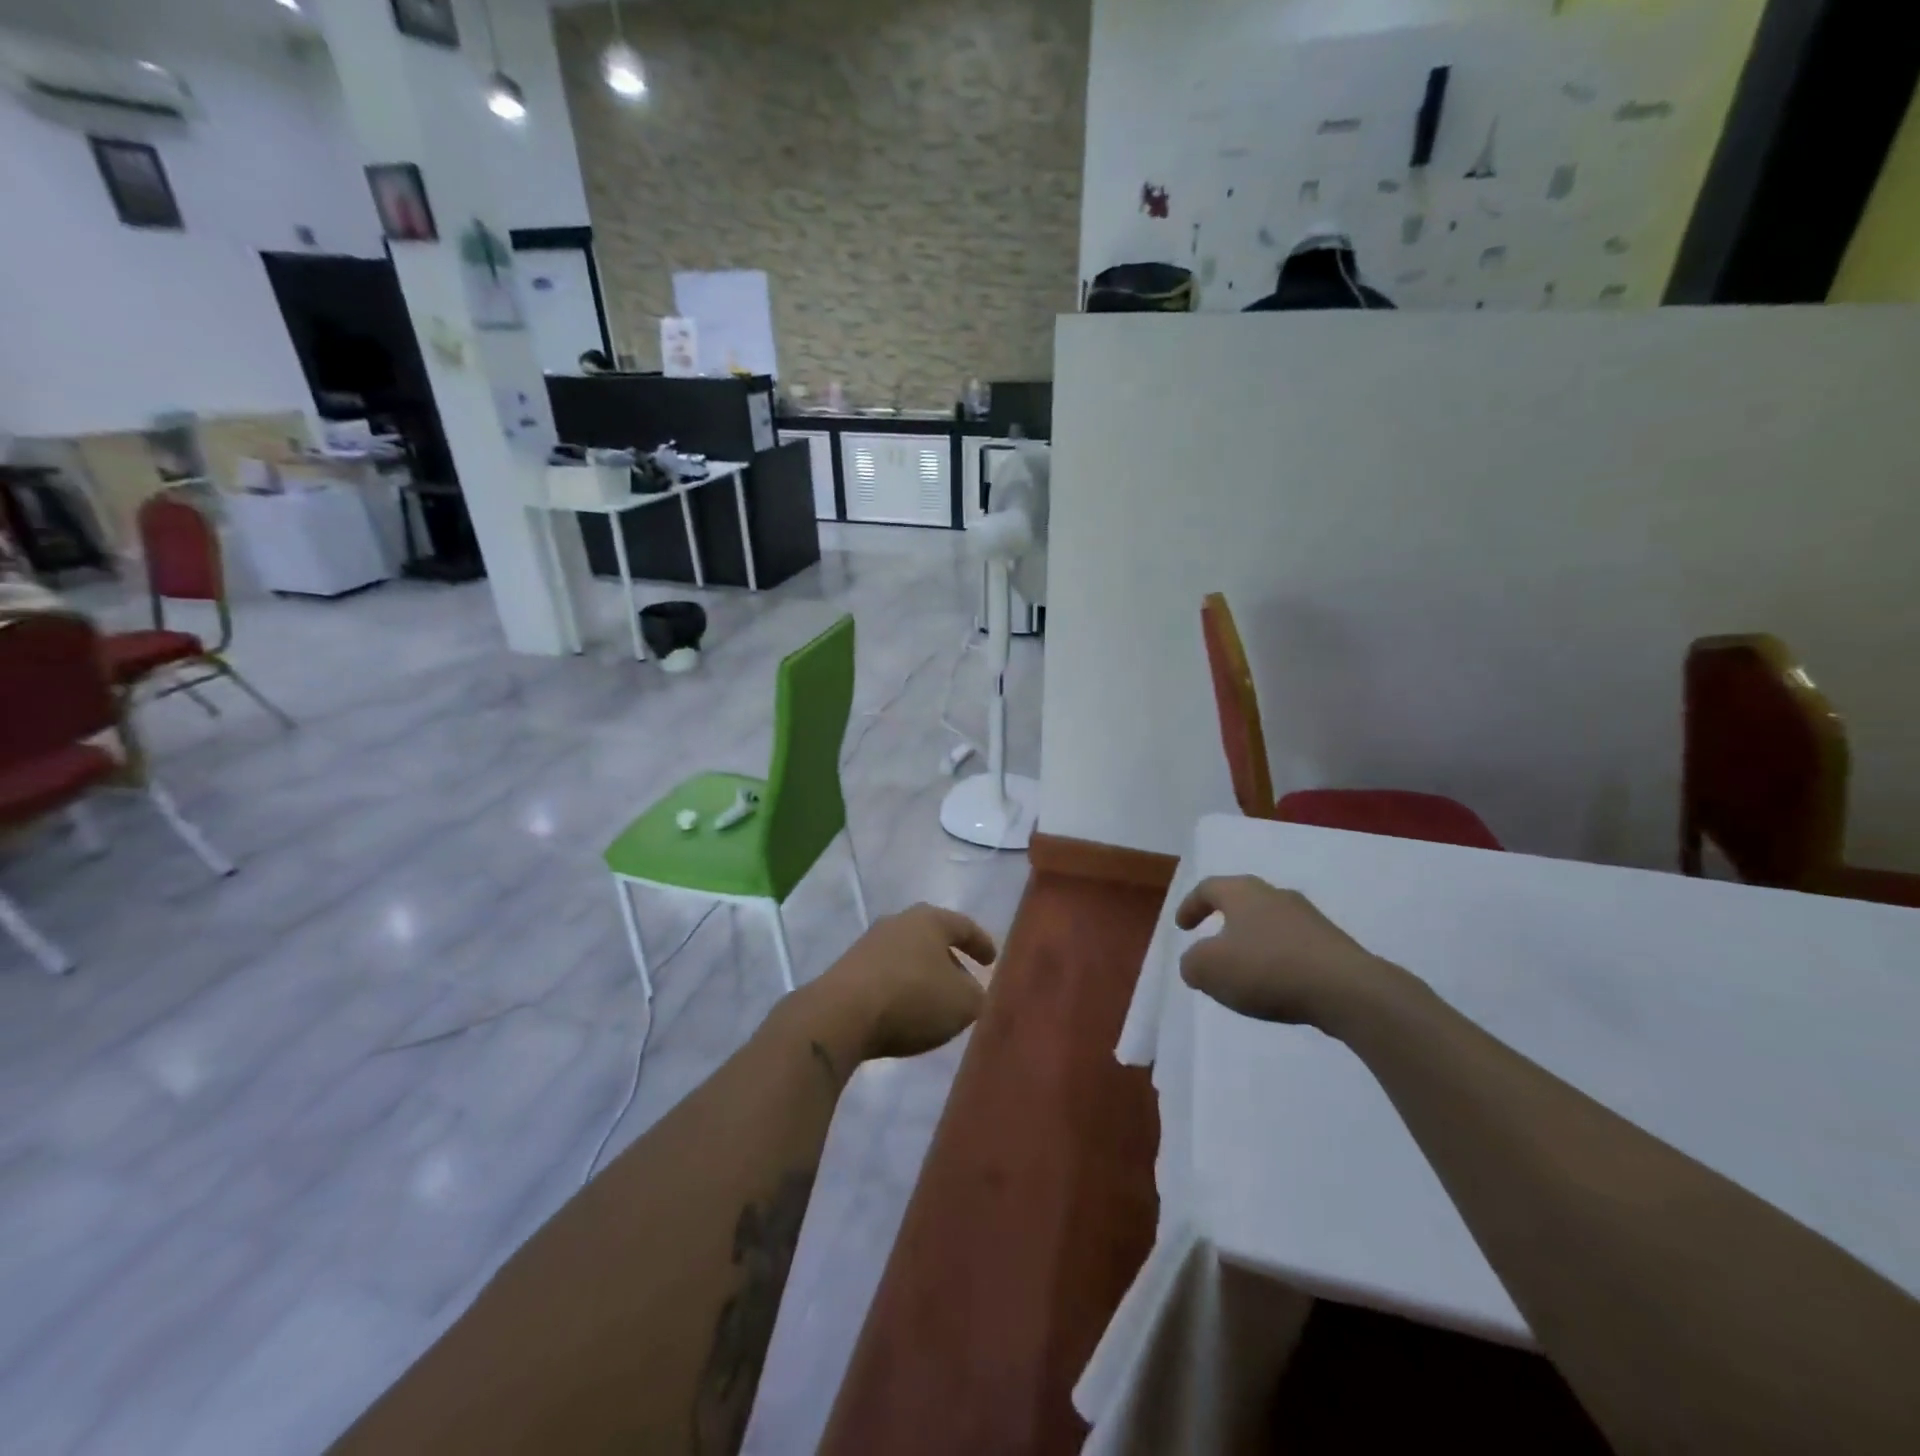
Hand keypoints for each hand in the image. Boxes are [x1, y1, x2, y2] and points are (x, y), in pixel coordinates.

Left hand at [803, 904, 995, 1062]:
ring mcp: (869, 943)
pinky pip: (887, 974)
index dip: (981, 943)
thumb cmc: (913, 998)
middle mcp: (899, 922)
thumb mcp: (963, 1003)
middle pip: (932, 937)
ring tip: (936, 999)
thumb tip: (973, 993)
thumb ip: (977, 996)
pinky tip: (905, 1009)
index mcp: (930, 919)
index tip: (991, 961)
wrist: (842, 1014)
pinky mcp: (849, 968)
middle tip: (965, 978)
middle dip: (949, 958)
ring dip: (923, 974)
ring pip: (907, 955)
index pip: (964, 926)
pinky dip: (901, 987)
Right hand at [1174, 875, 1400, 1029]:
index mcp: (1242, 892)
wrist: (1347, 990)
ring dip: (1253, 941)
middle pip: (1242, 901)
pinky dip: (1278, 960)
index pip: (1208, 888)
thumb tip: (1196, 963)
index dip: (1190, 905)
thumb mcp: (1208, 969)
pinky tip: (1277, 985)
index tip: (1182, 927)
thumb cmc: (1266, 969)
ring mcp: (1309, 918)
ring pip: (1270, 923)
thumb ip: (1192, 963)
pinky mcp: (1333, 944)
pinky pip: (1294, 946)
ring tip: (1244, 970)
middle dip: (1224, 920)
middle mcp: (1275, 895)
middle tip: (1211, 942)